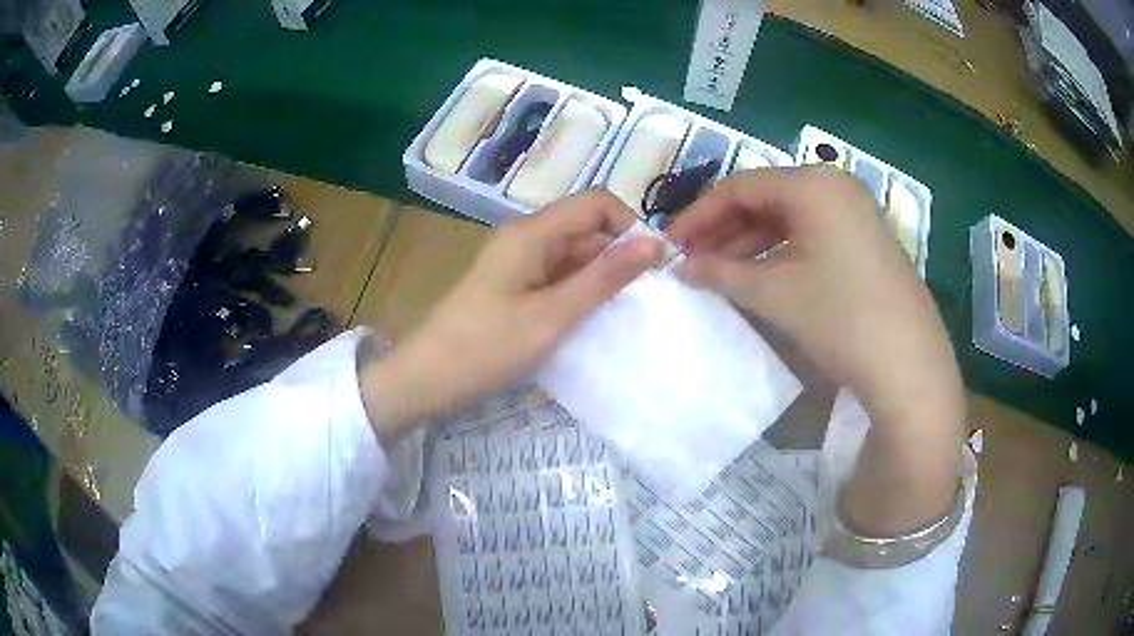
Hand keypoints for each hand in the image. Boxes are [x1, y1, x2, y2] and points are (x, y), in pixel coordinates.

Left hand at [360, 191, 662, 438]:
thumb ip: (604, 278)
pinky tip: (592, 319)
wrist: (427, 378)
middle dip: (619, 256)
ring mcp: (518, 262)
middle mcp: (527, 237)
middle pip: (586, 228)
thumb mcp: (552, 315)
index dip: (630, 225)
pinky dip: (579, 291)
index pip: (596, 203)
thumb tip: (655, 244)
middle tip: (643, 299)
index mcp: (533, 232)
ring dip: (601, 277)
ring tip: (622, 313)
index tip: (653, 266)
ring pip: (574, 254)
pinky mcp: (514, 285)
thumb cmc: (487, 347)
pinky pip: (557, 276)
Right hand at [667, 166, 956, 419]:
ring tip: (719, 272)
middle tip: (692, 260)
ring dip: (750, 242)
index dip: (699, 215)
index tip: (671, 244)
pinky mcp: (864, 238)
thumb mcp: (774, 293)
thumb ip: (721, 272)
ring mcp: (854, 211)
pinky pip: (811, 233)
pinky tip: (760, 275)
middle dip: (724, 229)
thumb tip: (681, 267)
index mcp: (812, 184)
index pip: (739, 187)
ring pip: (788, 217)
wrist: (907, 364)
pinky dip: (780, 250)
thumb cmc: (840, 317)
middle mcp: (834, 186)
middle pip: (764, 198)